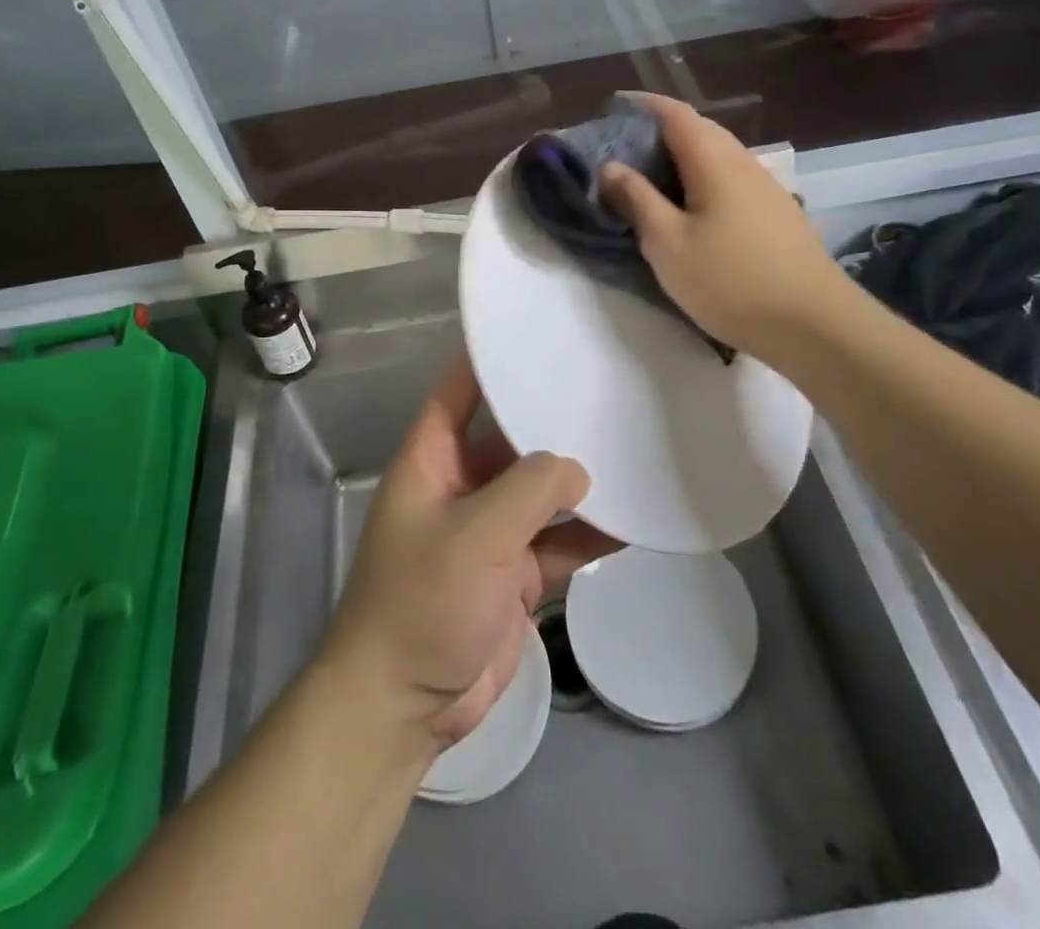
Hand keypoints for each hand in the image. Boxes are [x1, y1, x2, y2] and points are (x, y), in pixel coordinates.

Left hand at [324, 355, 618, 750]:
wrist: (404, 705)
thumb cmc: (422, 601)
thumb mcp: (475, 536)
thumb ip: (529, 491)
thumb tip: (578, 468)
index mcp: (433, 458)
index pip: (459, 390)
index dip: (490, 359)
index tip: (538, 333)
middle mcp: (462, 485)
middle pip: (511, 439)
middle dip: (553, 422)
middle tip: (609, 391)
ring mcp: (490, 532)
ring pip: (541, 493)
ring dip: (579, 483)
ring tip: (633, 450)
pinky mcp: (514, 574)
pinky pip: (557, 542)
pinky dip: (589, 534)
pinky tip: (634, 522)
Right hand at [599, 92, 848, 356]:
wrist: (814, 325)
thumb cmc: (730, 281)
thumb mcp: (667, 244)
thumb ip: (636, 200)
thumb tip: (610, 166)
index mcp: (715, 162)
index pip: (676, 115)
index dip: (644, 105)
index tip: (614, 107)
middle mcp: (744, 163)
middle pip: (700, 130)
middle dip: (661, 129)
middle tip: (624, 147)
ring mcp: (766, 188)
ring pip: (719, 155)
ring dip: (684, 154)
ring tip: (652, 176)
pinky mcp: (777, 214)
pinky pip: (732, 178)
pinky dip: (703, 177)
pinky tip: (693, 206)